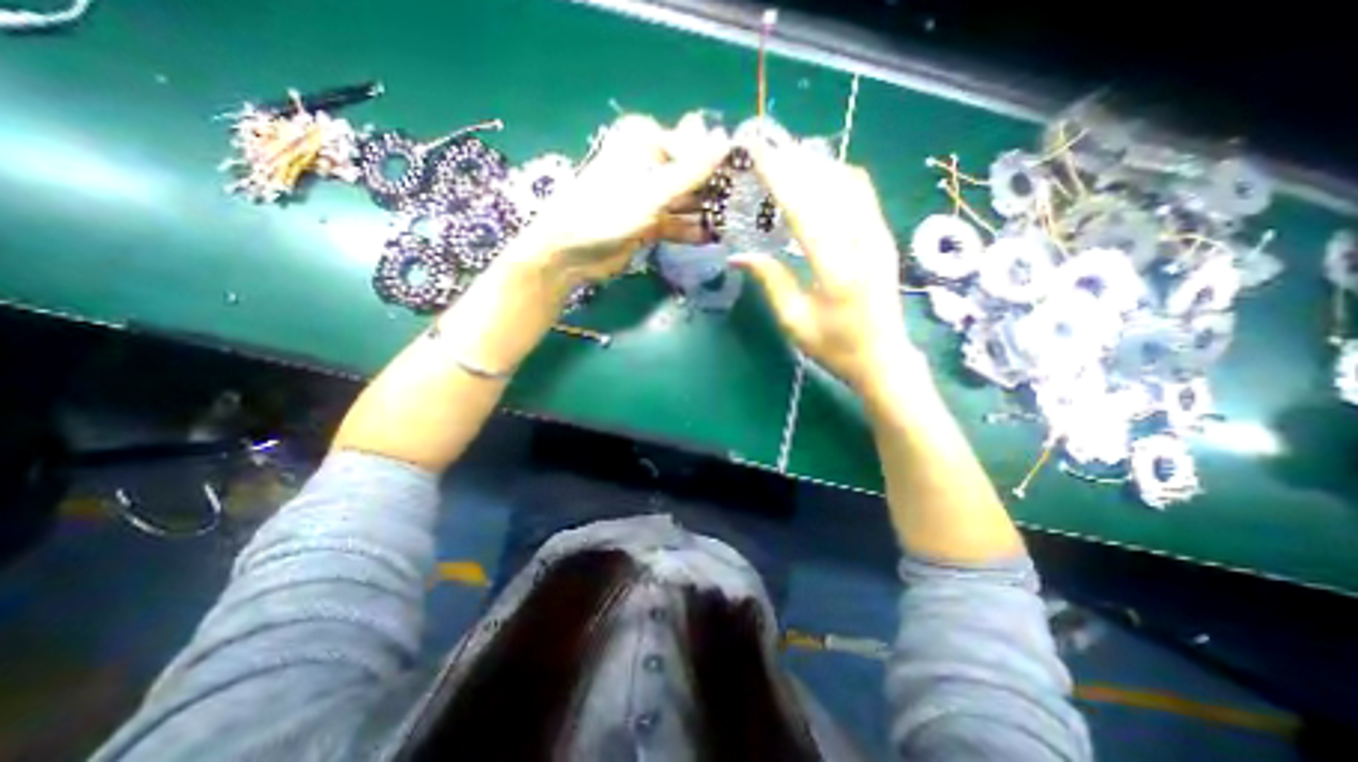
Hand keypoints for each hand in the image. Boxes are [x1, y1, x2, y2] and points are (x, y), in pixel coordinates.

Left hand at [515, 113, 731, 288]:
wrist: (569, 254)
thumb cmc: (606, 213)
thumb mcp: (652, 191)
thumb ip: (690, 170)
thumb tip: (726, 141)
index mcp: (645, 141)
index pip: (693, 145)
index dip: (718, 163)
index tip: (745, 182)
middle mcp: (649, 164)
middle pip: (692, 174)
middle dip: (714, 191)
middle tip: (744, 206)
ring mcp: (649, 196)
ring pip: (686, 201)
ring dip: (706, 214)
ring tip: (735, 225)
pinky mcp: (649, 223)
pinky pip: (677, 224)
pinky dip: (691, 231)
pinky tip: (713, 239)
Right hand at [733, 141, 922, 397]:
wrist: (883, 357)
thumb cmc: (834, 347)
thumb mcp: (794, 321)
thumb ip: (770, 281)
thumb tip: (739, 256)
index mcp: (837, 271)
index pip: (806, 211)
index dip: (780, 179)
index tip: (758, 154)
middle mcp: (863, 244)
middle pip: (829, 187)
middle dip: (796, 162)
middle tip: (767, 148)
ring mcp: (879, 237)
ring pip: (849, 183)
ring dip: (817, 166)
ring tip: (787, 158)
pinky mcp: (884, 237)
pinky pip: (862, 194)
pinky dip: (836, 177)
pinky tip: (817, 178)